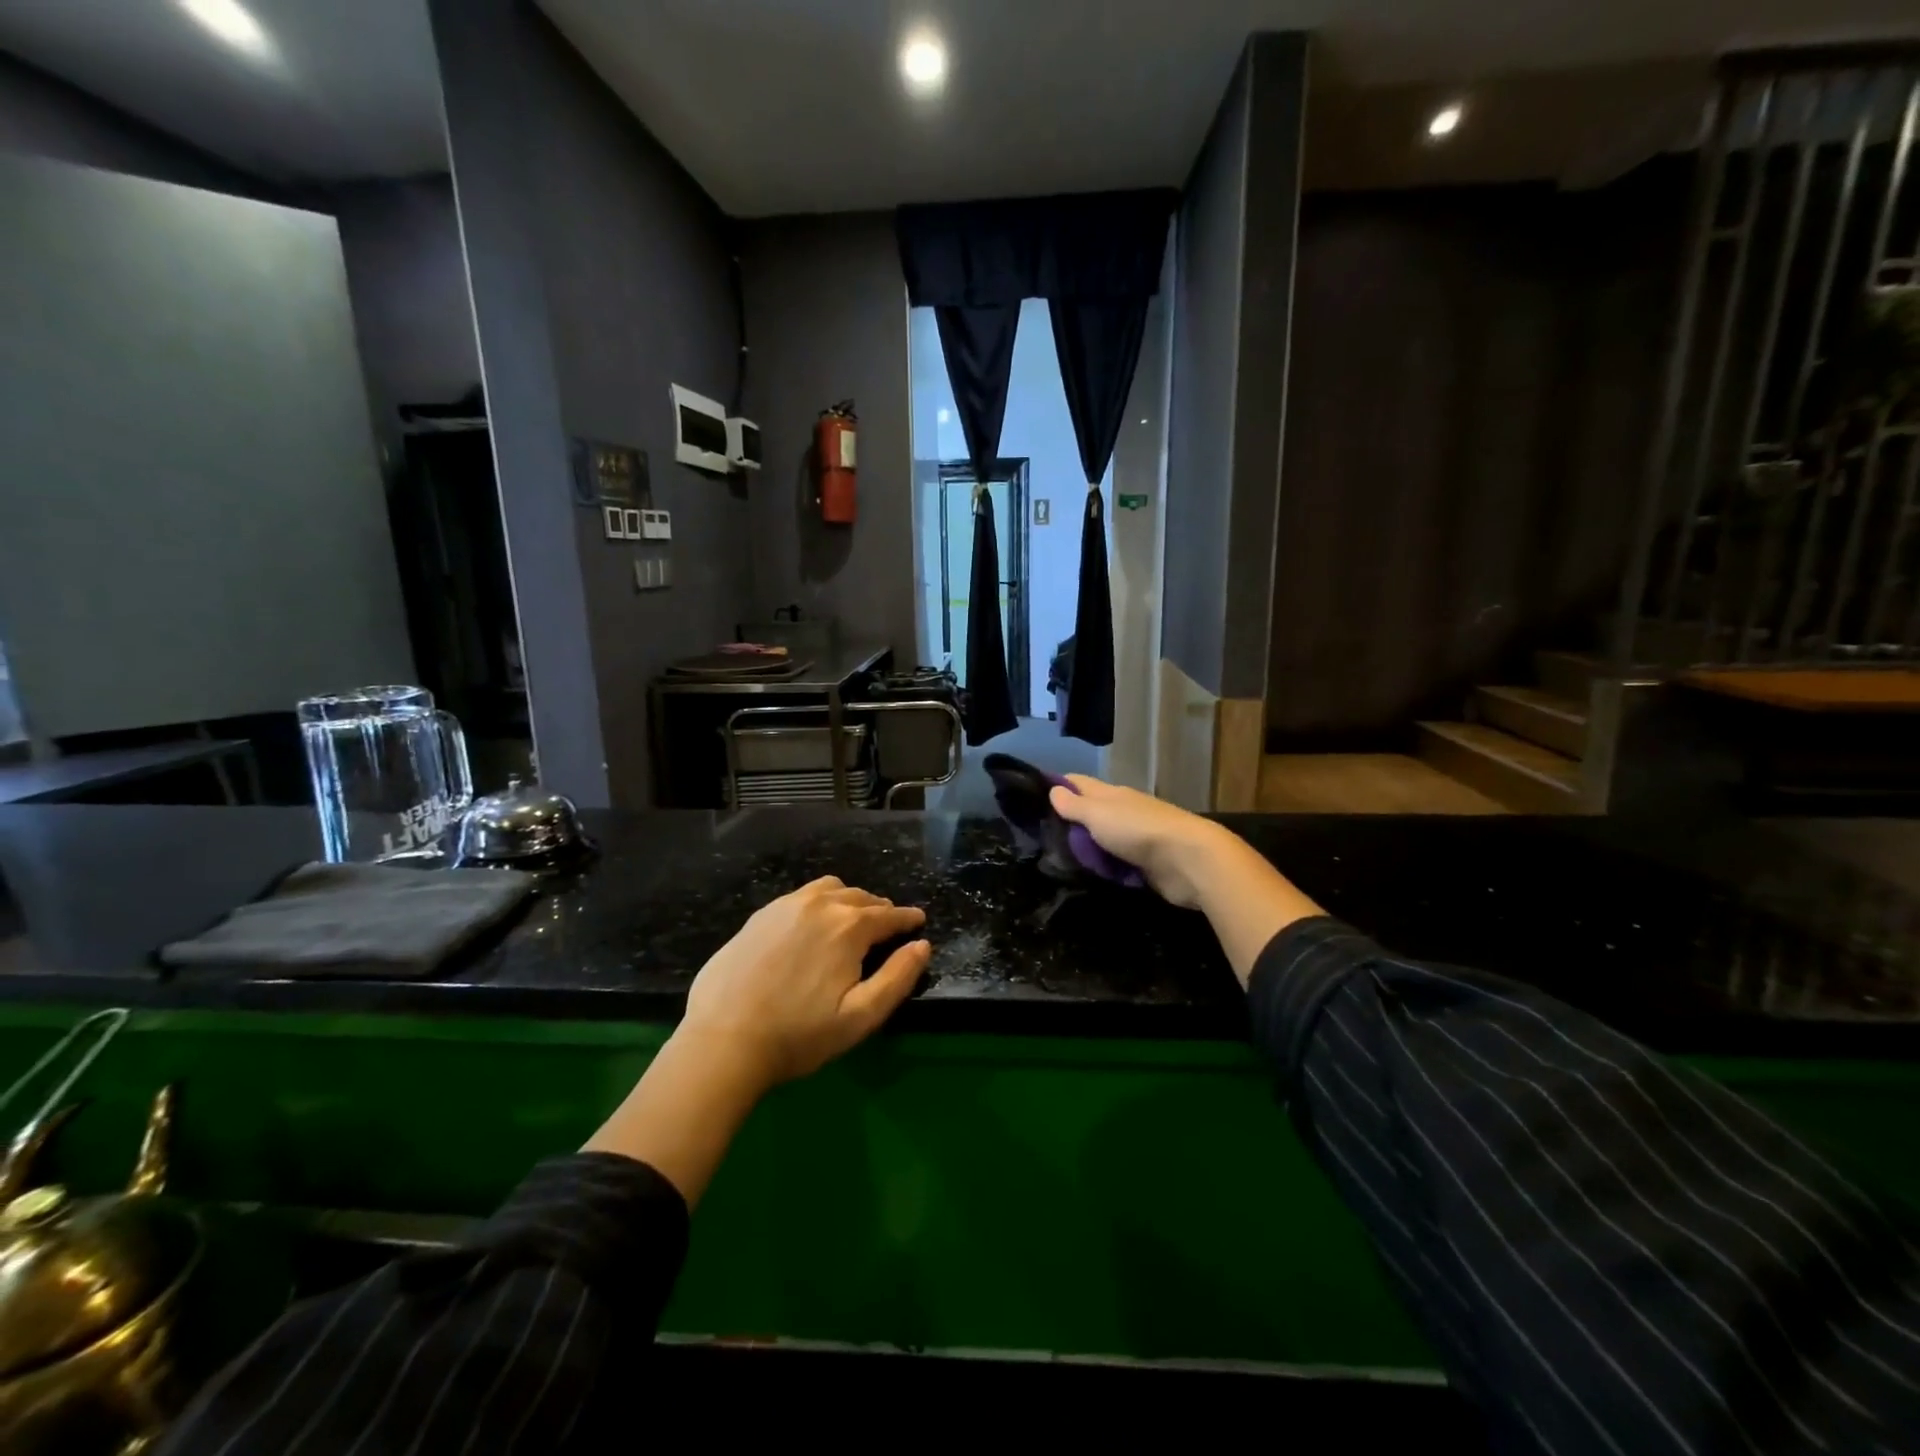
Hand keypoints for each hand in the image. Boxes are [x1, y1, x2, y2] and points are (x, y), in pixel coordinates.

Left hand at [584, 877, 928, 1205]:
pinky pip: (800, 897)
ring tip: (852, 920)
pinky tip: (812, 925)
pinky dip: (819, 903)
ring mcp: (785, 906)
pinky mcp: (759, 916)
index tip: (918, 921)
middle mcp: (820, 904)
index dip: (907, 919)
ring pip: (829, 889)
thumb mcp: (860, 1017)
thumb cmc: (799, 1035)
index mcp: (849, 926)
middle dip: (879, 909)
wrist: (723, 1041)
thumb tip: (922, 945)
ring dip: (849, 900)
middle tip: (887, 927)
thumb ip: (897, 978)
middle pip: (860, 897)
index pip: (888, 915)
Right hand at [1046, 775, 1231, 908]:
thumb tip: (1053, 789)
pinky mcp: (1145, 863)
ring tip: (1056, 860)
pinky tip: (1087, 875)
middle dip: (1067, 821)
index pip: (1078, 783)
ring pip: (1102, 839)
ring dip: (1085, 847)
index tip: (1031, 798)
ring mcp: (1135, 838)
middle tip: (1039, 838)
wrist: (1189, 860)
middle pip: (1090, 812)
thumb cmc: (1138, 831)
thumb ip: (1075, 805)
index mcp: (1111, 794)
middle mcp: (1122, 811)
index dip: (1056, 786)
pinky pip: (1116, 862)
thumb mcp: (1098, 815)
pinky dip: (1103, 866)